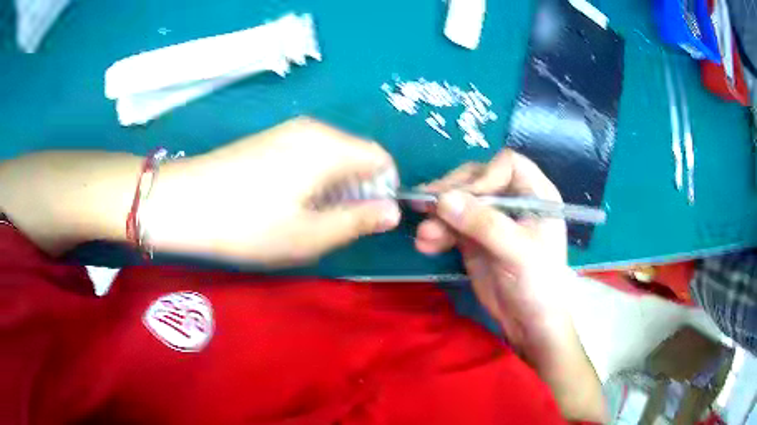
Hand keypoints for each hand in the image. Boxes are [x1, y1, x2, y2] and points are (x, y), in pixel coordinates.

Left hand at [147, 117, 400, 264]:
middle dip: (359, 189)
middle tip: (334, 224)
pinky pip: (309, 153)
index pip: (381, 158)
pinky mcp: (270, 138)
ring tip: (308, 216)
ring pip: (332, 155)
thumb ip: (358, 221)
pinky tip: (286, 200)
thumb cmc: (249, 223)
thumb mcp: (309, 234)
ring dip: (335, 185)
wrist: (184, 202)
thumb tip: (392, 211)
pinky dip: (313, 176)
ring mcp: (289, 130)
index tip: (367, 219)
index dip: (384, 189)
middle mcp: (314, 129)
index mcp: (330, 147)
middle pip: (357, 155)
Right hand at [414, 149, 604, 421]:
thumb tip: (442, 199)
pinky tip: (426, 245)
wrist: (529, 324)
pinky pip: (451, 226)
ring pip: (459, 203)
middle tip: (426, 206)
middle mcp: (513, 201)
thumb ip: (484, 224)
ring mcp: (492, 220)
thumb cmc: (538, 285)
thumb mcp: (517, 252)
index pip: (507, 165)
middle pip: (477, 180)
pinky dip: (437, 233)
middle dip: (452, 194)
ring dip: (438, 216)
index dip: (485, 175)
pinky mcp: (474, 240)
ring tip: (424, 236)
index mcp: (535, 195)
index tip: (465, 196)